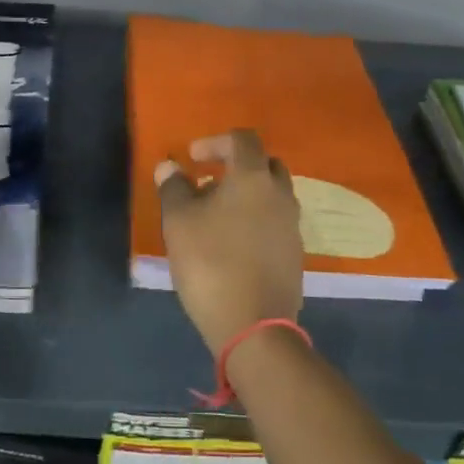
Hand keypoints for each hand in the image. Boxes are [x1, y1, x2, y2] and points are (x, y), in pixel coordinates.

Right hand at [155, 129, 303, 354]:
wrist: (253, 325)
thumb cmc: (211, 262)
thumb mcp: (178, 222)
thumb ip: (173, 188)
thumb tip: (169, 166)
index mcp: (254, 178)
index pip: (242, 139)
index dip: (215, 141)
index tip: (192, 158)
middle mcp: (281, 195)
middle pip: (264, 164)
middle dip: (236, 166)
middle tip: (208, 183)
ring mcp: (292, 226)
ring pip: (272, 195)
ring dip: (246, 195)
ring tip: (215, 216)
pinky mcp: (294, 254)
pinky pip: (275, 222)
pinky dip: (256, 220)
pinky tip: (232, 243)